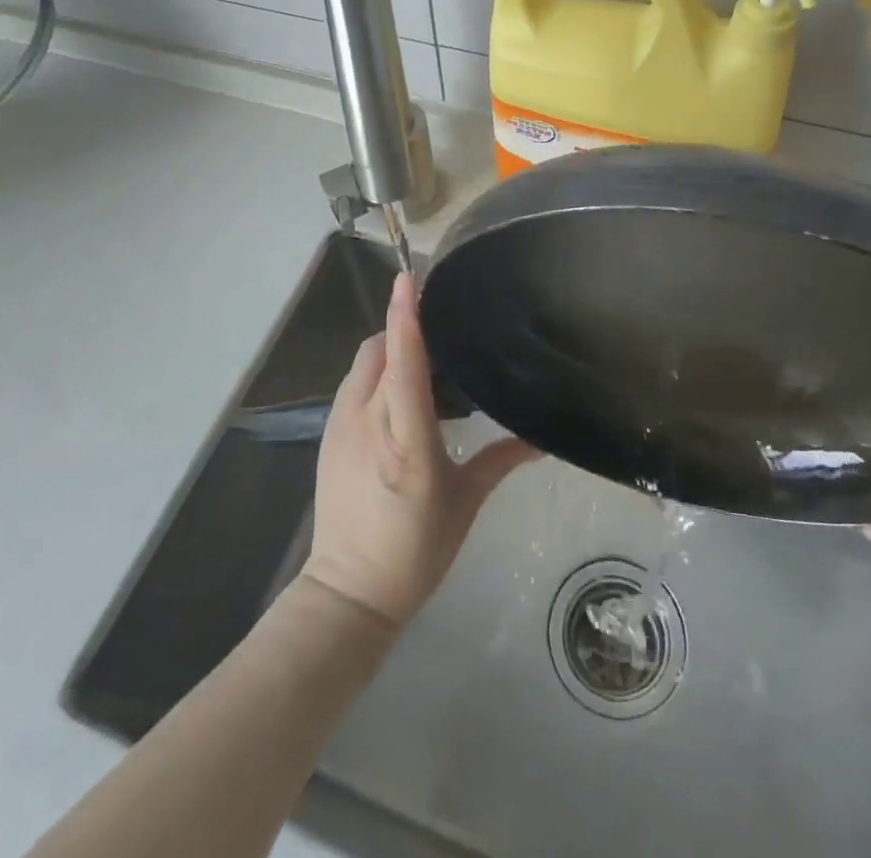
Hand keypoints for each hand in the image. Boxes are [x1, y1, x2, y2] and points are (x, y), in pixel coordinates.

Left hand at [300, 273, 538, 629]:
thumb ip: (501, 461)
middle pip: (378, 351)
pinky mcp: (328, 435)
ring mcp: (342, 427)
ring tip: (420, 358)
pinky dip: (374, 372)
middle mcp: (369, 424)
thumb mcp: (465, 504)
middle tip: (437, 327)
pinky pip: (353, 384)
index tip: (409, 279)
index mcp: (407, 442)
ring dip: (387, 347)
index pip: (404, 366)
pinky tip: (396, 392)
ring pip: (362, 364)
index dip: (406, 319)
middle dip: (402, 326)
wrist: (349, 591)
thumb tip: (542, 439)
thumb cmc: (415, 551)